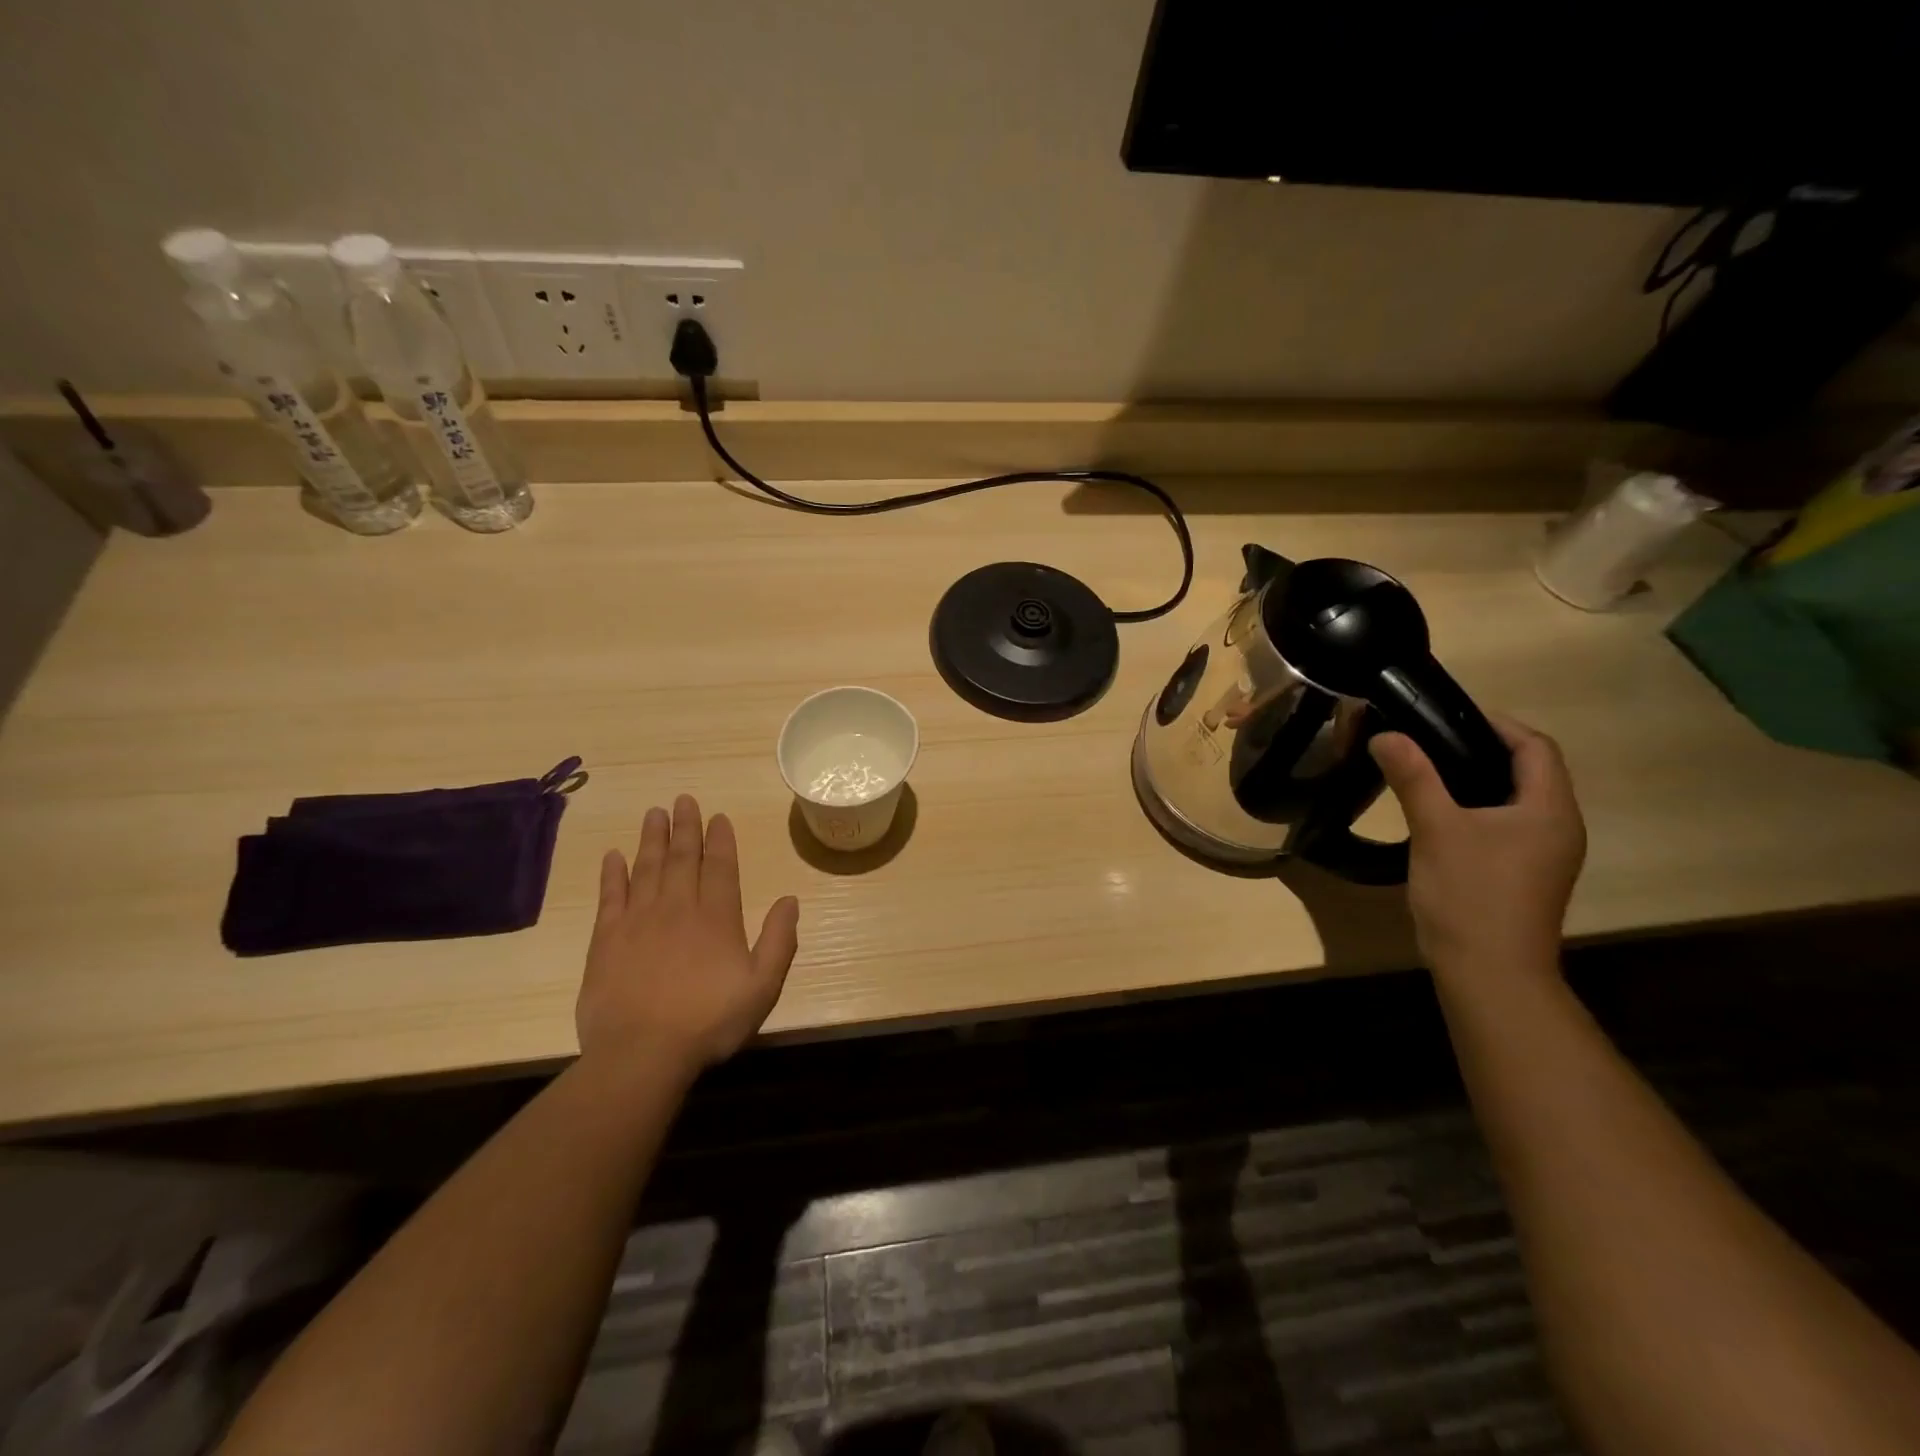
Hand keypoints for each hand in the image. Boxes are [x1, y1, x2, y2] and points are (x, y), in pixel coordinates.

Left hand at [577, 795, 799, 1077]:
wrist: (641, 1054)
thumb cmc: (709, 1022)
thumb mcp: (762, 987)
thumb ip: (779, 941)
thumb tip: (790, 899)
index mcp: (716, 917)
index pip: (720, 867)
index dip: (720, 840)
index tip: (718, 817)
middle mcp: (678, 907)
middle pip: (682, 858)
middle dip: (685, 827)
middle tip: (683, 799)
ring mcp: (639, 920)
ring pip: (647, 868)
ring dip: (652, 839)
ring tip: (654, 813)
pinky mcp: (606, 939)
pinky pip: (610, 896)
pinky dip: (612, 873)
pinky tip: (614, 855)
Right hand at [1369, 715, 1585, 981]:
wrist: (1489, 973)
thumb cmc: (1471, 895)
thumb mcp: (1437, 829)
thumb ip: (1414, 777)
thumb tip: (1386, 734)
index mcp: (1549, 810)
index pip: (1536, 747)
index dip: (1497, 724)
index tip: (1447, 715)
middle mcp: (1558, 827)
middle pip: (1528, 771)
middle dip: (1482, 749)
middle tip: (1428, 740)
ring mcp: (1544, 855)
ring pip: (1515, 800)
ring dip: (1477, 779)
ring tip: (1426, 771)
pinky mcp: (1525, 875)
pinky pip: (1505, 825)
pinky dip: (1476, 808)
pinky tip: (1439, 816)